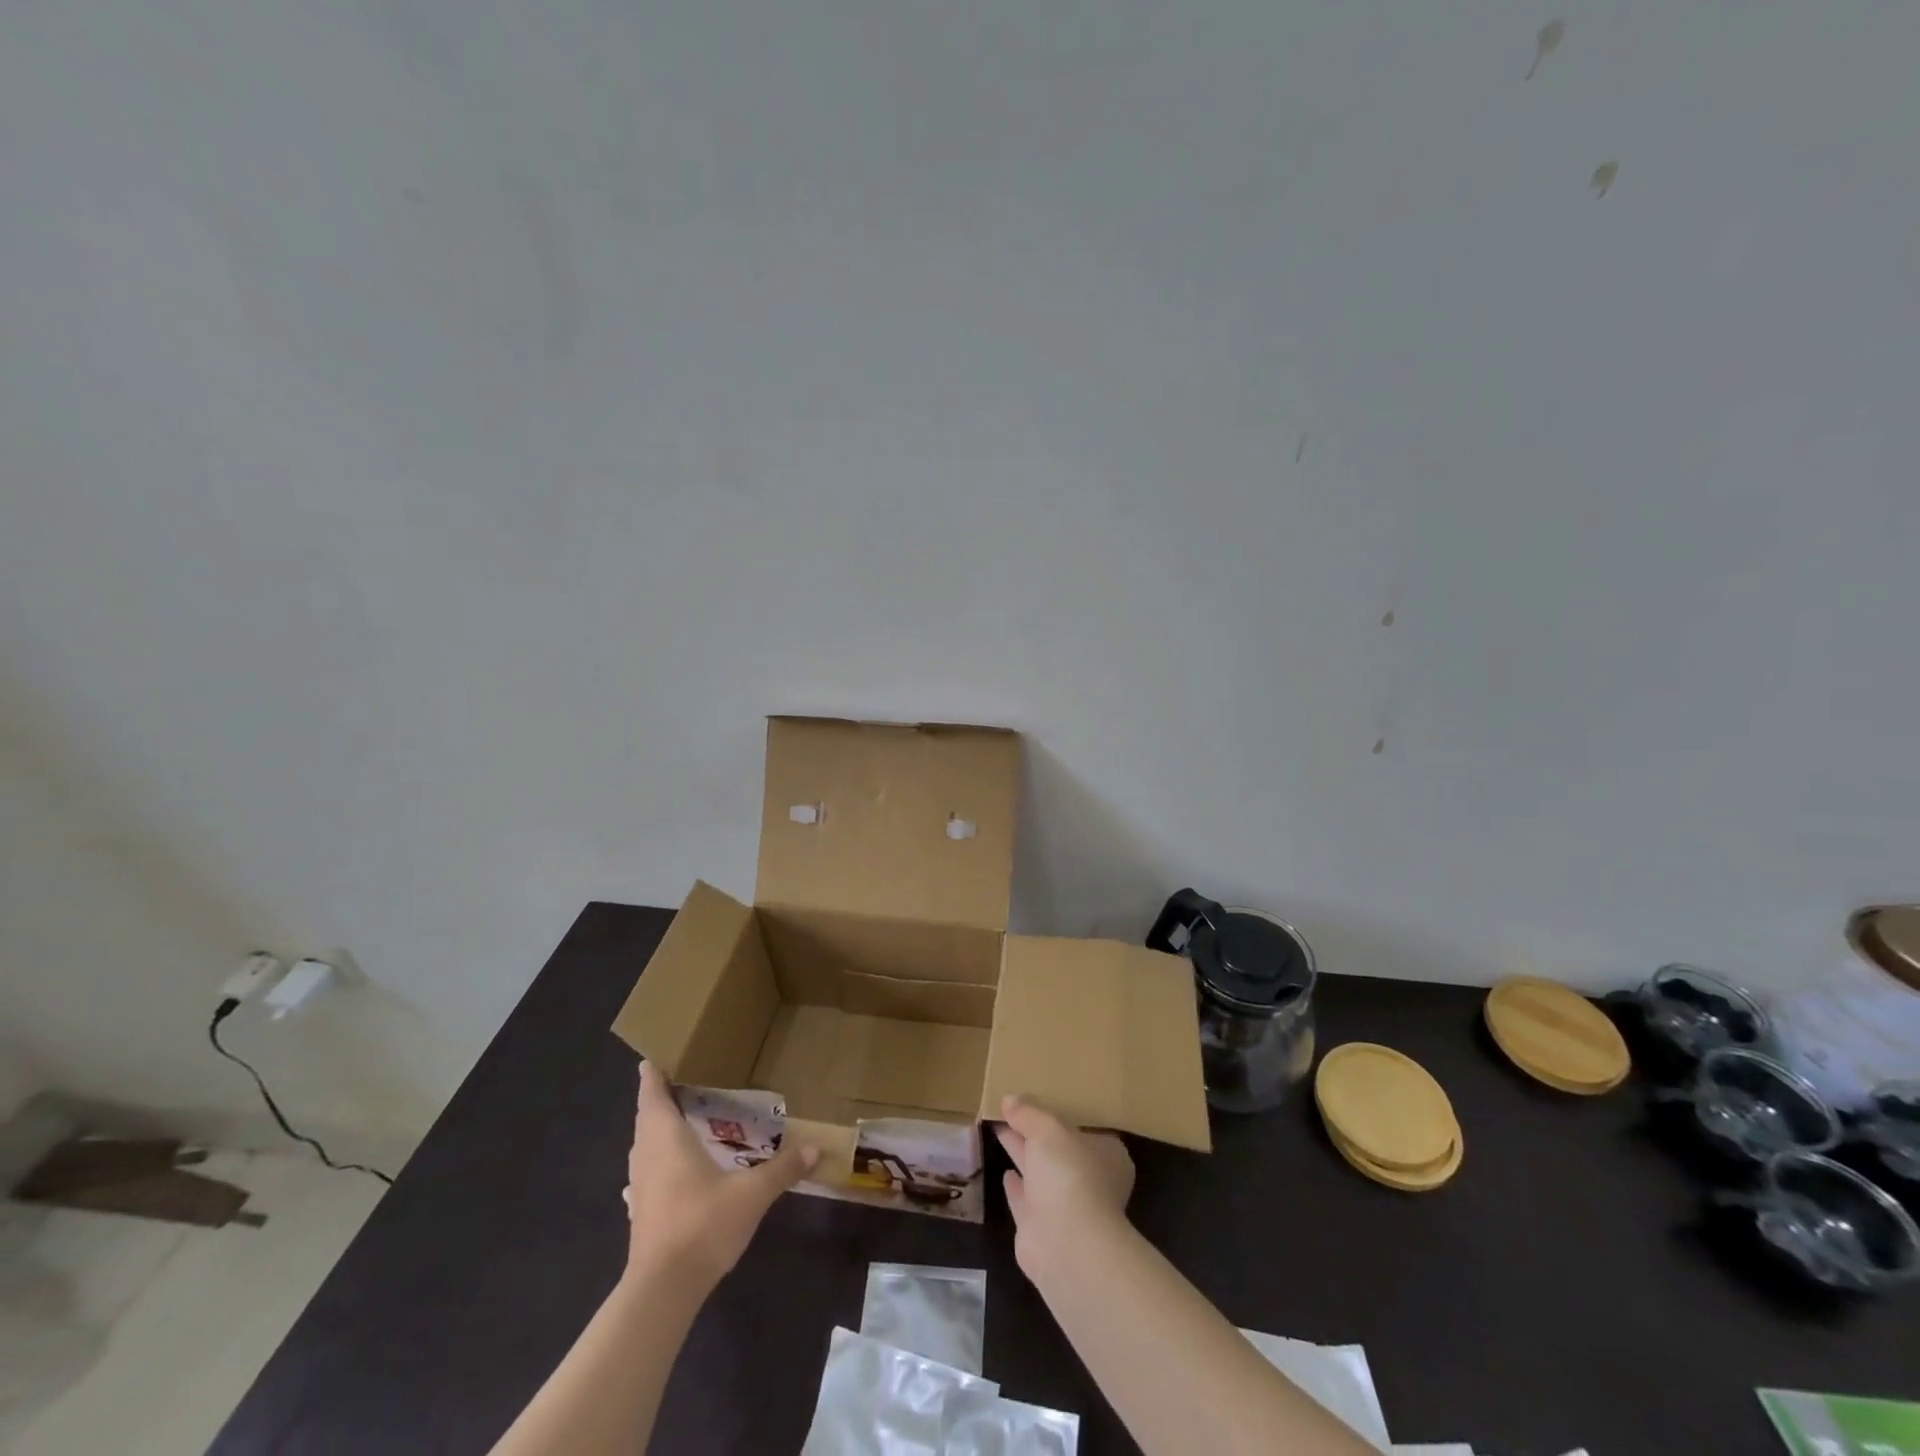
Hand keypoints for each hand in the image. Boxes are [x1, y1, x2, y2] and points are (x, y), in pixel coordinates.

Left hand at [621, 1061, 817, 1290]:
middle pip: (646, 1118)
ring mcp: (639, 1187)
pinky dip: (656, 1160)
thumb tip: (817, 1147)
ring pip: (643, 1146)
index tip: (655, 1058)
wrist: (662, 1290)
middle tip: (680, 1081)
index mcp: (667, 1138)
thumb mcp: (752, 1194)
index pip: (652, 1096)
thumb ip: (782, 1169)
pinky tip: (672, 1169)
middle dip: (658, 1099)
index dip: (652, 1075)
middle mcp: (647, 1156)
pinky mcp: (640, 1213)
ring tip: (679, 1119)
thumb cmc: (702, 1224)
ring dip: (655, 1130)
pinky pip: (646, 1172)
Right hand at [995, 1094, 1134, 1276]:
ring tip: (1001, 1131)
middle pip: (1058, 1149)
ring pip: (1040, 1173)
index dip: (1059, 1115)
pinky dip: (1017, 1187)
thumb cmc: (1069, 1174)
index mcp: (1105, 1154)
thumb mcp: (1048, 1128)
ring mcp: (1067, 1208)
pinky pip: (1027, 1200)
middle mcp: (1090, 1180)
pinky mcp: (1043, 1231)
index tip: (1037, 1103)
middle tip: (1009, 1111)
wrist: (1067, 1245)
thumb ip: (1029, 1112)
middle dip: (1035, 1132)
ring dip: (1022, 1154)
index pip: (1082, 1128)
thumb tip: (1010, 1099)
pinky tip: (1005, 1173)